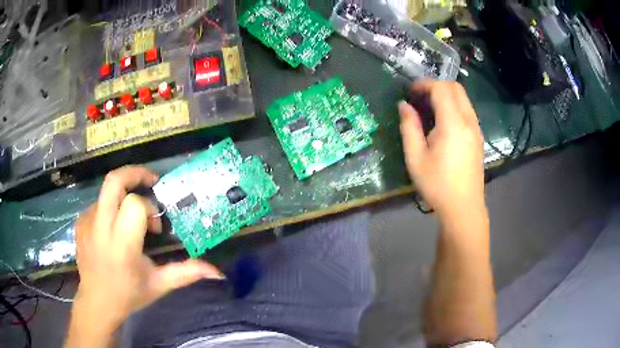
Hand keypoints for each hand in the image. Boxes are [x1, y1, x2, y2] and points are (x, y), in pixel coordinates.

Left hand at [72, 166, 223, 333]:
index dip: (149, 209)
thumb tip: (218, 272)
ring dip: (123, 196)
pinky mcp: (79, 222)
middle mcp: (101, 227)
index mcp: (122, 244)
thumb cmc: (128, 295)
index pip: (135, 204)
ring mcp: (87, 222)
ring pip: (107, 191)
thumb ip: (186, 273)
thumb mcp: (159, 285)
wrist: (96, 303)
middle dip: (135, 173)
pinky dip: (110, 208)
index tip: (155, 228)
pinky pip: (98, 204)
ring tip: (130, 217)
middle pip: (114, 180)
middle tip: (150, 182)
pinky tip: (114, 229)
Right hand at [399, 80, 484, 215]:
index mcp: (453, 123)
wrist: (463, 208)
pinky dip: (454, 106)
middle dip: (436, 85)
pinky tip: (443, 122)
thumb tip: (404, 106)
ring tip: (429, 108)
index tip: (410, 93)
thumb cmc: (437, 185)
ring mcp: (476, 129)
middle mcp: (468, 121)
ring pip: (463, 98)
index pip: (441, 89)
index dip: (424, 85)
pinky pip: (467, 111)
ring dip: (446, 95)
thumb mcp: (415, 157)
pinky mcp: (478, 138)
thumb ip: (409, 127)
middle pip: (455, 88)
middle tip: (420, 97)